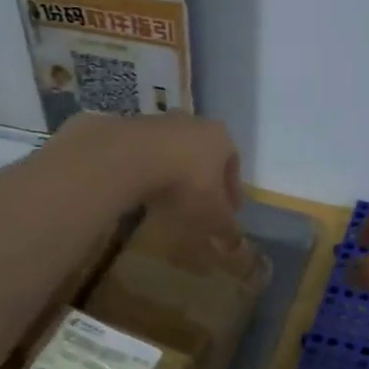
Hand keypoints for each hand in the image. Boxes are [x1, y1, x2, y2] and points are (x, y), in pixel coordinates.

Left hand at [50, 112, 241, 235]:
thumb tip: (237, 245)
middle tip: (202, 205)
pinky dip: (151, 173)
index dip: (233, 192)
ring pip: (175, 153)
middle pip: (205, 155)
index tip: (230, 212)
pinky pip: (148, 155)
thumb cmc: (187, 184)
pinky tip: (146, 192)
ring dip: (176, 174)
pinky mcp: (131, 129)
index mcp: (221, 137)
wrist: (131, 158)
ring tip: (172, 201)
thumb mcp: (213, 215)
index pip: (234, 164)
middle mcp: (193, 123)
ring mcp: (160, 123)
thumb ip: (227, 229)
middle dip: (205, 180)